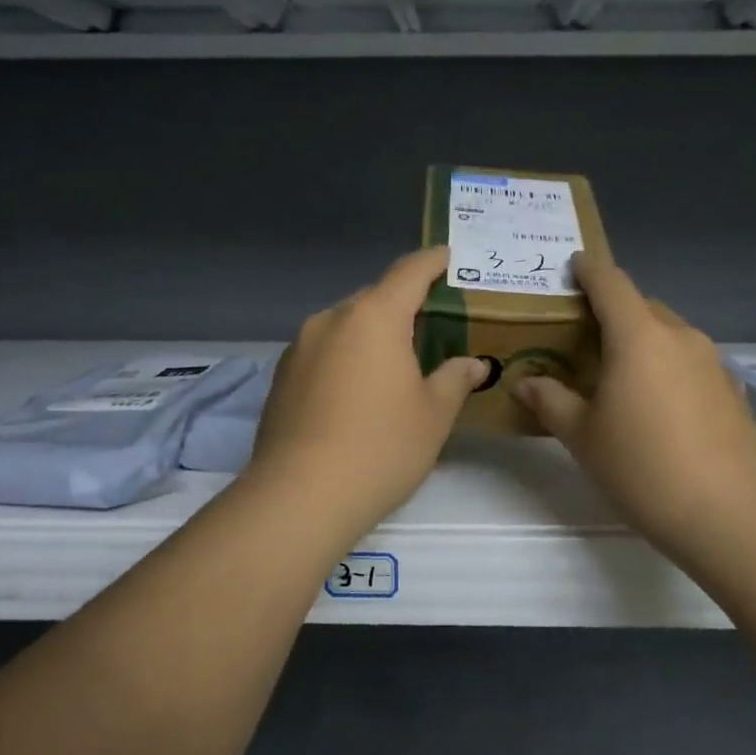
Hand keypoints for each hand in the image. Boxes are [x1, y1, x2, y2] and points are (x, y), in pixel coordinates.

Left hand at [247, 246, 488, 536]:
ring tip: (396, 363)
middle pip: (375, 297)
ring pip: (346, 325)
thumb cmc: (380, 448)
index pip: (410, 271)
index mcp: (374, 316)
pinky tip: (357, 392)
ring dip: (372, 333)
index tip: (450, 257)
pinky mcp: (282, 375)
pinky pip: (324, 350)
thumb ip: (455, 379)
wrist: (299, 497)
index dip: (434, 261)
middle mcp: (332, 319)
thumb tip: (474, 364)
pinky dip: (346, 356)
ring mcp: (300, 346)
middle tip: (433, 326)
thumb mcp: (433, 415)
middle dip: (404, 305)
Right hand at [513, 254, 755, 557]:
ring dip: (642, 339)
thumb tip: (526, 382)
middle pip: (641, 306)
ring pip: (668, 333)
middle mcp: (679, 336)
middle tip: (584, 335)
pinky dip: (667, 365)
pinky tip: (657, 403)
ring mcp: (712, 361)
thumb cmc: (642, 467)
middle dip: (613, 311)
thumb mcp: (582, 436)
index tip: (574, 264)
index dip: (590, 270)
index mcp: (638, 336)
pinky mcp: (731, 388)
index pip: (611, 283)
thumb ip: (550, 400)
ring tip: (619, 372)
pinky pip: (689, 360)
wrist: (728, 514)